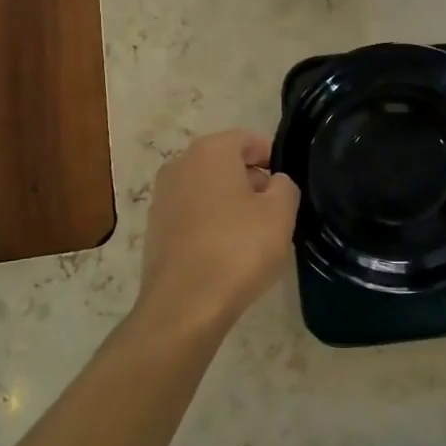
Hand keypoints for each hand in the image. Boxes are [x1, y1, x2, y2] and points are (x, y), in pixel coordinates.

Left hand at [135, 130, 300, 339]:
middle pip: (226, 163)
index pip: (249, 140)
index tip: (289, 183)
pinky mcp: (155, 229)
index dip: (274, 157)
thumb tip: (274, 183)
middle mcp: (180, 165)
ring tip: (254, 235)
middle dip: (252, 181)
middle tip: (277, 210)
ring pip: (208, 189)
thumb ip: (285, 186)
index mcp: (210, 151)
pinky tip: (227, 252)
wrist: (184, 305)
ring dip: (231, 203)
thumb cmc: (238, 249)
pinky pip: (193, 215)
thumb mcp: (280, 213)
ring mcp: (162, 198)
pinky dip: (211, 224)